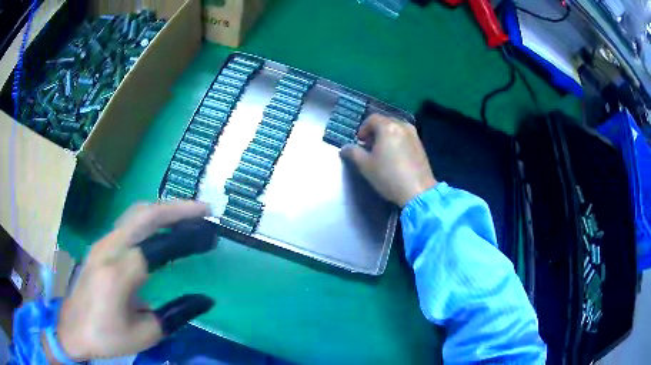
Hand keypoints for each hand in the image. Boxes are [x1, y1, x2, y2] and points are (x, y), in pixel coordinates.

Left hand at [46, 201, 216, 362]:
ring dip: (163, 210)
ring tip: (188, 215)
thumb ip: (176, 314)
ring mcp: (101, 244)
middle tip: (204, 210)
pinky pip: (127, 223)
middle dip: (177, 209)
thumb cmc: (107, 337)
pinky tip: (160, 227)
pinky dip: (149, 219)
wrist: (73, 330)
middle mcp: (108, 250)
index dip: (187, 239)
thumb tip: (206, 299)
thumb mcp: (145, 335)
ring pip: (135, 214)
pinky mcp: (99, 246)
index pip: (158, 247)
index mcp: (118, 275)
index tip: (211, 237)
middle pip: (144, 215)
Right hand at [341, 114, 436, 206]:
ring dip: (386, 136)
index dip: (363, 128)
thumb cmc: (389, 176)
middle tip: (368, 146)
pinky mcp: (421, 145)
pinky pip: (404, 137)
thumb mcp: (366, 166)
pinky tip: (394, 157)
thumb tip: (345, 148)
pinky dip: (397, 141)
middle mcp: (402, 126)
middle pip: (385, 122)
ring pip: (396, 129)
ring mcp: (414, 135)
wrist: (418, 191)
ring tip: (381, 152)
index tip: (359, 141)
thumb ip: (353, 153)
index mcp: (388, 127)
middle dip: (374, 132)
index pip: (372, 119)